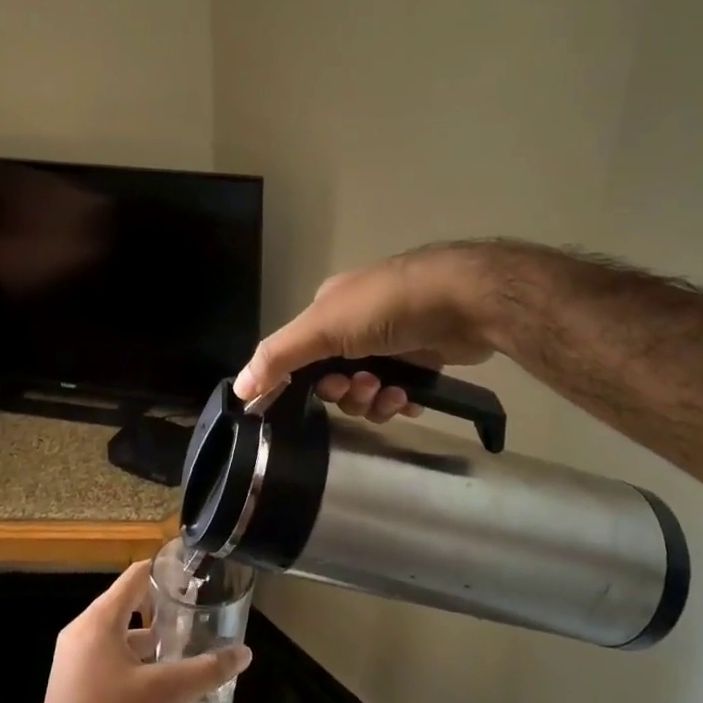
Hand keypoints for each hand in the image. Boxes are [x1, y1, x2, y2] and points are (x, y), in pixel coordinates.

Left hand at [27, 561, 251, 702]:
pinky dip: (130, 656)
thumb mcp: (164, 693)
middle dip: (160, 606)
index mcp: (100, 620)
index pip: (135, 576)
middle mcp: (81, 631)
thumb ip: (206, 670)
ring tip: (180, 645)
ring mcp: (72, 658)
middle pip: (126, 603)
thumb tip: (245, 653)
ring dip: (146, 636)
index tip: (193, 576)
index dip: (165, 572)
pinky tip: (154, 678)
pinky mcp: (71, 683)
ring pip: (116, 632)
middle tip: (193, 612)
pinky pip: (105, 654)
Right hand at [233, 241, 505, 421]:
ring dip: (373, 400)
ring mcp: (391, 342)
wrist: (464, 302)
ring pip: (365, 391)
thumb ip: (279, 356)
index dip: (300, 381)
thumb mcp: (323, 328)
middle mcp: (357, 324)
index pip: (299, 355)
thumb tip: (239, 389)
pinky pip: (397, 394)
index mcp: (328, 310)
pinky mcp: (421, 360)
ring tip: (392, 392)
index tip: (312, 396)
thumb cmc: (387, 307)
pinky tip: (411, 399)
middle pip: (333, 378)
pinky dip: (399, 401)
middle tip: (362, 385)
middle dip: (345, 391)